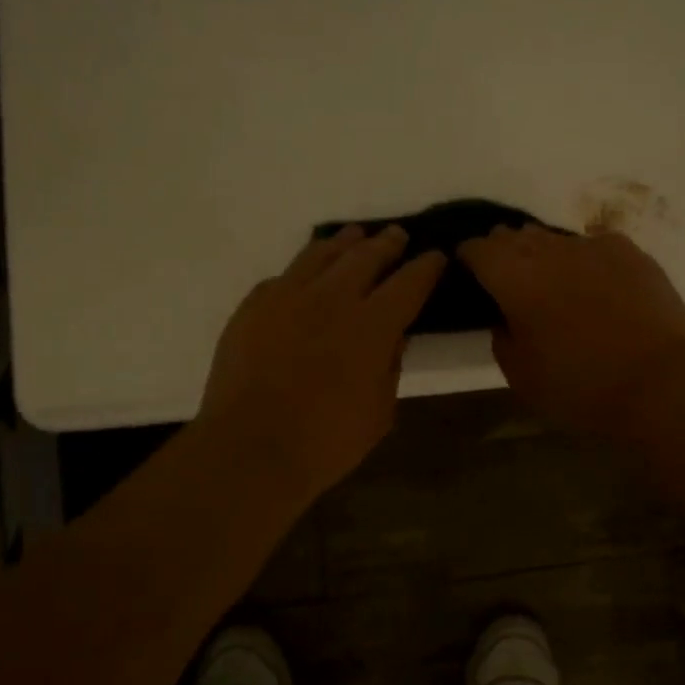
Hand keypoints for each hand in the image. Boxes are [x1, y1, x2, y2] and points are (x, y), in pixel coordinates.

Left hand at [199, 226, 443, 502]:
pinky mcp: (253, 305)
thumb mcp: (380, 411)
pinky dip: (303, 272)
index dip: (426, 266)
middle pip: (366, 255)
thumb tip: (392, 336)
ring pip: (321, 253)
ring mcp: (288, 296)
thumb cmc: (326, 441)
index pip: (409, 282)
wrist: (249, 449)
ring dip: (344, 243)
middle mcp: (332, 297)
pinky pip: (284, 276)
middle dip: (387, 243)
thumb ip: (390, 365)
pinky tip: (305, 277)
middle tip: (396, 236)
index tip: (435, 256)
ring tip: (354, 237)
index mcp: (372, 324)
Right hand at [458, 225, 684, 434]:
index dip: (469, 258)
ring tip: (553, 282)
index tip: (470, 273)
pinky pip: (595, 245)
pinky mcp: (630, 252)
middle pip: (515, 236)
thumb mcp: (520, 375)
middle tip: (509, 280)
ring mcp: (592, 246)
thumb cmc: (580, 385)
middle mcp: (549, 250)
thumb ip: (502, 336)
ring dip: (545, 254)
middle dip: (505, 252)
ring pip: (555, 238)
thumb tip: (506, 316)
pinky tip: (595, 280)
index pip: (477, 248)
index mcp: (513, 277)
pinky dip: (586, 258)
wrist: (658, 382)